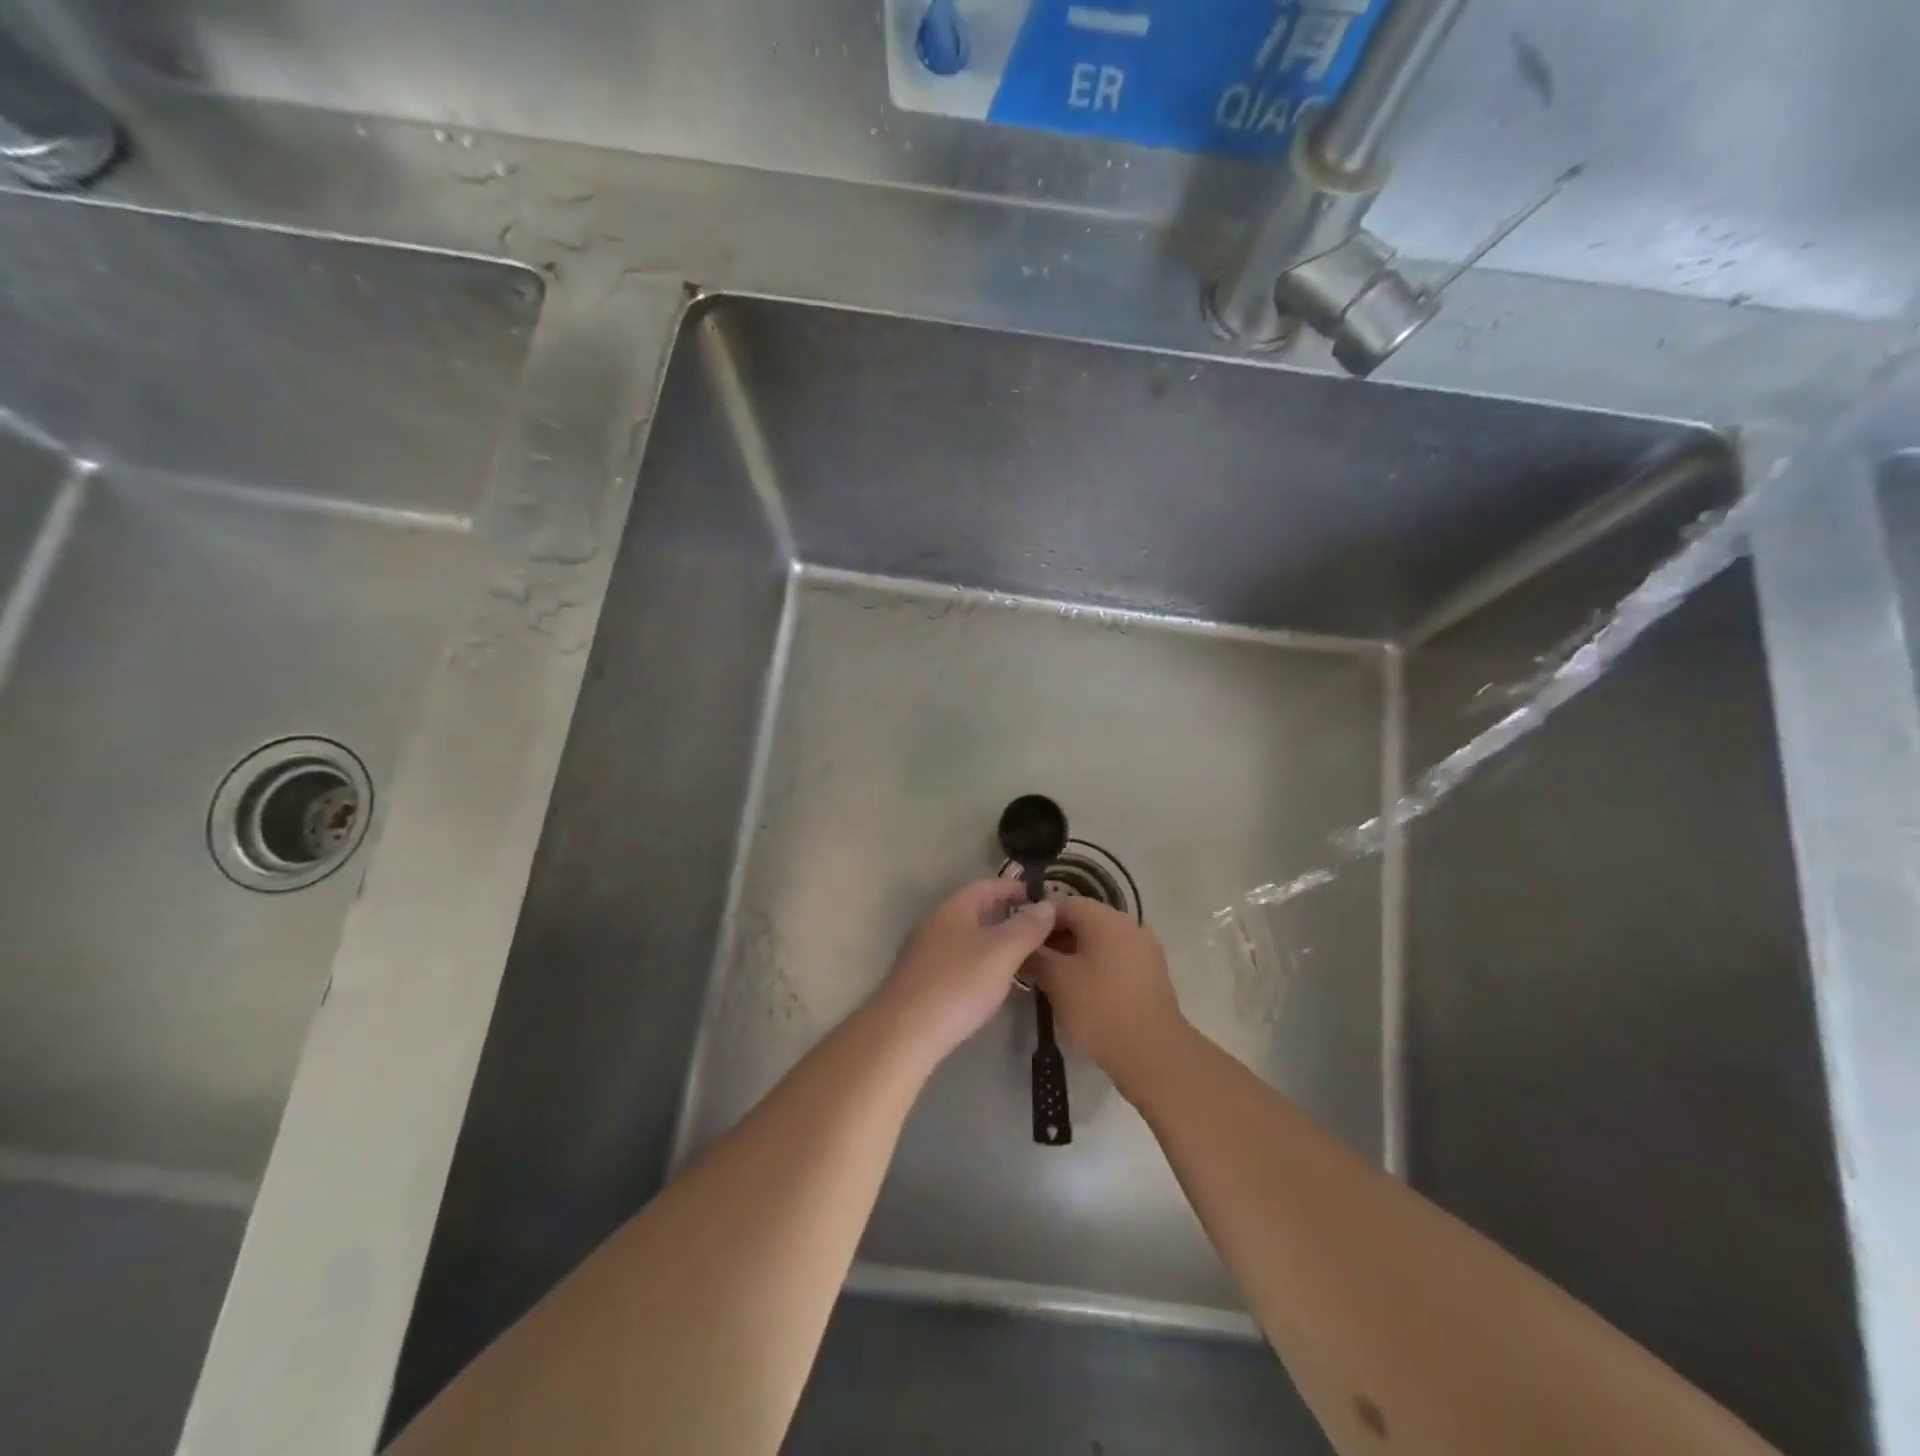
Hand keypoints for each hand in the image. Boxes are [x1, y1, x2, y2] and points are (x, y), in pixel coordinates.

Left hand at [874, 880, 1057, 1063]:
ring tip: (1020, 958)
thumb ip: (1027, 927)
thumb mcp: (1002, 952)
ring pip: (965, 939)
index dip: (1013, 888)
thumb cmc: (958, 984)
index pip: (986, 886)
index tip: (1039, 897)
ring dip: (992, 943)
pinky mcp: (919, 984)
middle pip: (973, 912)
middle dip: (1004, 916)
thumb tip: (1047, 904)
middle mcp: (934, 925)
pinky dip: (978, 966)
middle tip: (1035, 929)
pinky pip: (956, 964)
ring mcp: (923, 955)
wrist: (904, 1033)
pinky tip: (990, 986)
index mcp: (953, 909)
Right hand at [1027, 898, 1186, 1097]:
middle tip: (1030, 960)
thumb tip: (1022, 946)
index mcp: (1106, 918)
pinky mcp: (1151, 973)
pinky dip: (1093, 966)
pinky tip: (1078, 990)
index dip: (1035, 918)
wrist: (1153, 1054)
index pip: (1062, 903)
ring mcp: (1144, 949)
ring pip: (1098, 941)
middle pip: (1082, 920)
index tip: (1017, 938)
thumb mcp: (1057, 980)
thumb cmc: (1100, 1009)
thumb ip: (1035, 956)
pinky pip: (1114, 958)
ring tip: (1050, 977)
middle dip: (1054, 937)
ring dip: (1073, 953)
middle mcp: (1128, 924)